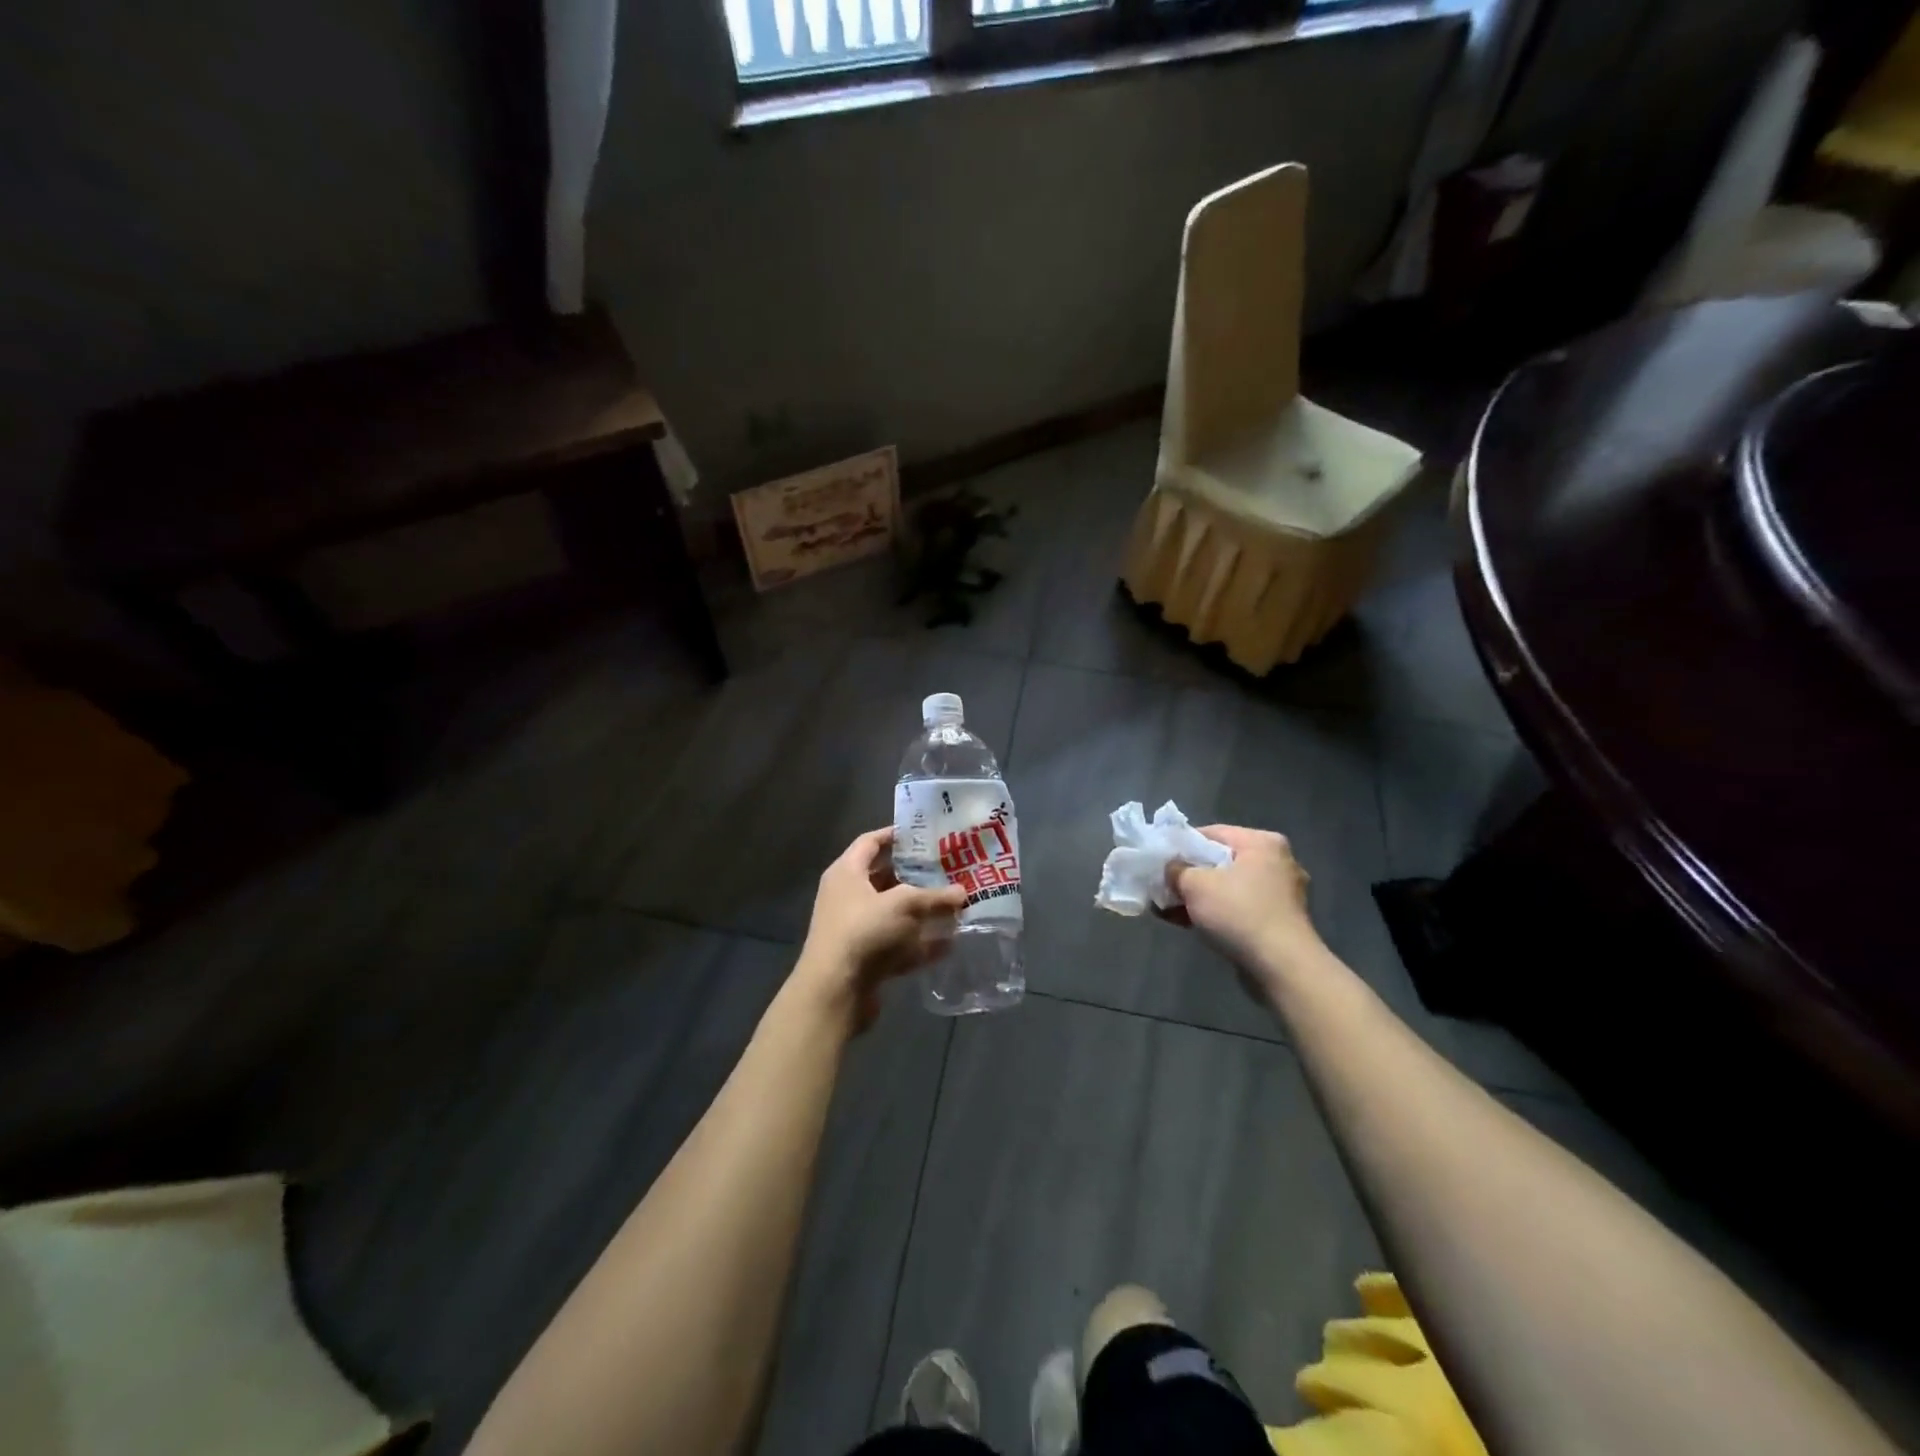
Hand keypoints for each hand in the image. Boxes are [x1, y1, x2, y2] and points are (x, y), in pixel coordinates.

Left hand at [795, 827, 966, 1031]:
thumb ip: (935, 896)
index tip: (926, 834)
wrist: (834, 991)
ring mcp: (855, 929)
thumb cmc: (864, 931)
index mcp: (847, 872)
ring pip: (893, 912)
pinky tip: (948, 943)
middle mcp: (847, 896)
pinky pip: (897, 943)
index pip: (871, 842)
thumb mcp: (905, 904)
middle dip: (916, 875)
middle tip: (947, 869)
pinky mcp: (865, 958)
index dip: (897, 835)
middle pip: (884, 878)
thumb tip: (963, 892)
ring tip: (954, 904)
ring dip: (921, 910)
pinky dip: (919, 943)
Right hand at [1164, 825, 1320, 988]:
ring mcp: (1280, 894)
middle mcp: (1277, 862)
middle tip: (1162, 886)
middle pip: (1220, 862)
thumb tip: (1170, 868)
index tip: (1160, 860)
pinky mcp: (1278, 921)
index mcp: (1263, 843)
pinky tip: (1187, 923)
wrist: (1282, 966)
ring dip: (1198, 897)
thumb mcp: (1195, 885)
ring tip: (1167, 908)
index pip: (1212, 833)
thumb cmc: (1239, 913)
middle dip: (1189, 876)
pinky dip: (1215, 913)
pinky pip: (1238, 908)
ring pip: (1228, 888)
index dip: (1181, 845)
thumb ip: (1176, 870)